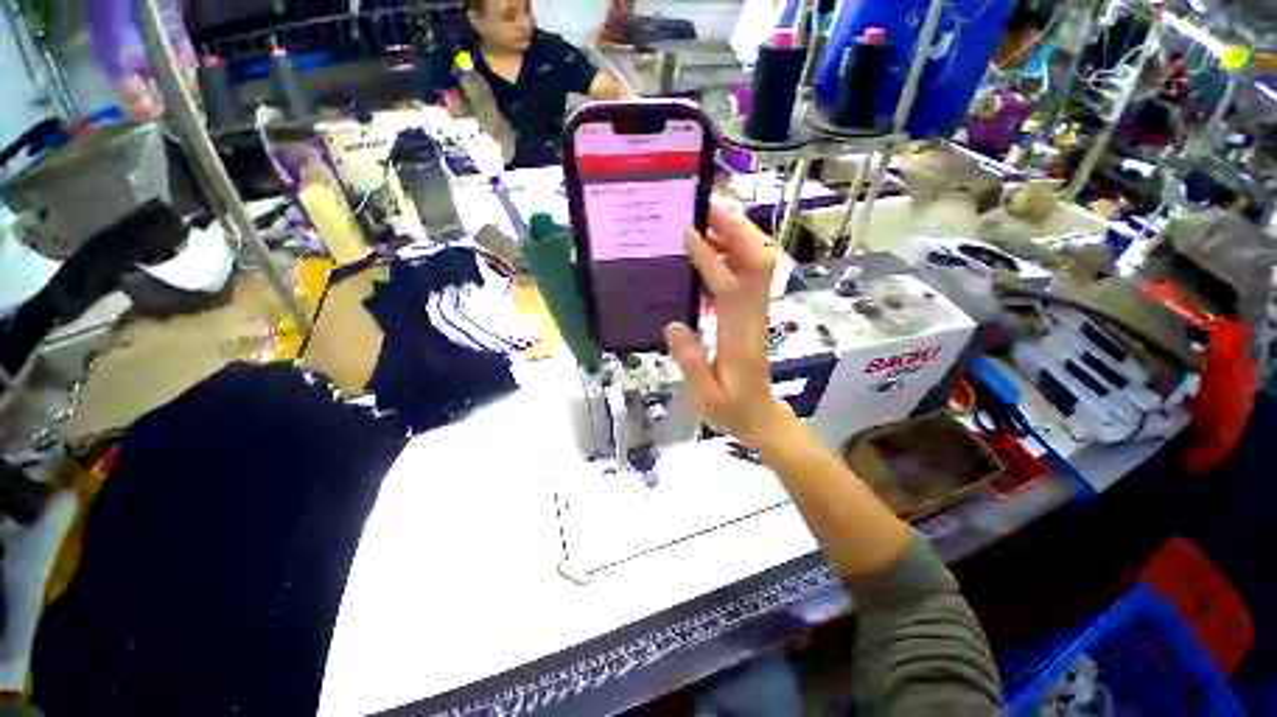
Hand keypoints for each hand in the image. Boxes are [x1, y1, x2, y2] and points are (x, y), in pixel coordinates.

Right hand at [664, 198, 794, 446]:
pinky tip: (713, 247)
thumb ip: (690, 362)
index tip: (690, 234)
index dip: (713, 259)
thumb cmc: (732, 410)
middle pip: (758, 265)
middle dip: (738, 231)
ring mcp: (756, 313)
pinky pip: (750, 276)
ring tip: (708, 218)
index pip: (731, 289)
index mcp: (740, 339)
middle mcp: (753, 318)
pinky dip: (736, 254)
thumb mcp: (706, 397)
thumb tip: (672, 324)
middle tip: (709, 207)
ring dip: (738, 237)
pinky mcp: (752, 313)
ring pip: (758, 265)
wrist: (761, 417)